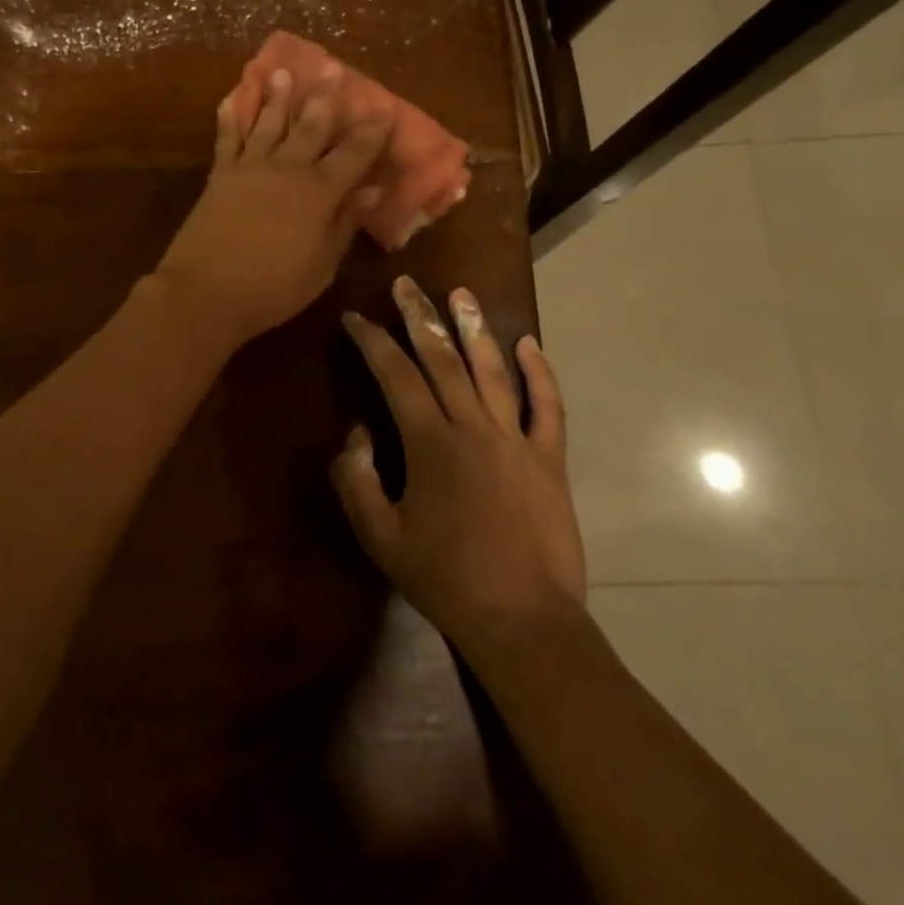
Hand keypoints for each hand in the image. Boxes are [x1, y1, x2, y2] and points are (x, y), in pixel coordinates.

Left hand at [153, 65, 391, 348]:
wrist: (206, 292)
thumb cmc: (273, 288)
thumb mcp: (322, 265)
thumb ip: (345, 224)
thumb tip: (372, 190)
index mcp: (319, 193)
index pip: (353, 154)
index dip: (371, 131)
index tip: (384, 108)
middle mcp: (287, 170)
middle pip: (310, 126)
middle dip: (324, 97)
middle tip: (331, 67)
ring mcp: (249, 169)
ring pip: (268, 123)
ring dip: (277, 97)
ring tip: (283, 71)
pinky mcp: (219, 176)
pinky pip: (226, 139)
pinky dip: (229, 118)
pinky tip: (230, 99)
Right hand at [334, 278, 585, 660]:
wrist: (522, 621)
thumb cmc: (444, 578)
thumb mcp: (380, 536)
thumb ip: (357, 480)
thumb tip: (356, 434)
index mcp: (430, 443)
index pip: (395, 375)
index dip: (372, 341)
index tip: (355, 317)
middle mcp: (473, 428)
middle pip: (442, 359)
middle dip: (419, 317)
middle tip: (406, 284)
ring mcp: (516, 440)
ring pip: (492, 371)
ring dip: (474, 329)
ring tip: (461, 293)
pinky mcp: (549, 459)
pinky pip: (548, 407)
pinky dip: (540, 373)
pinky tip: (529, 344)